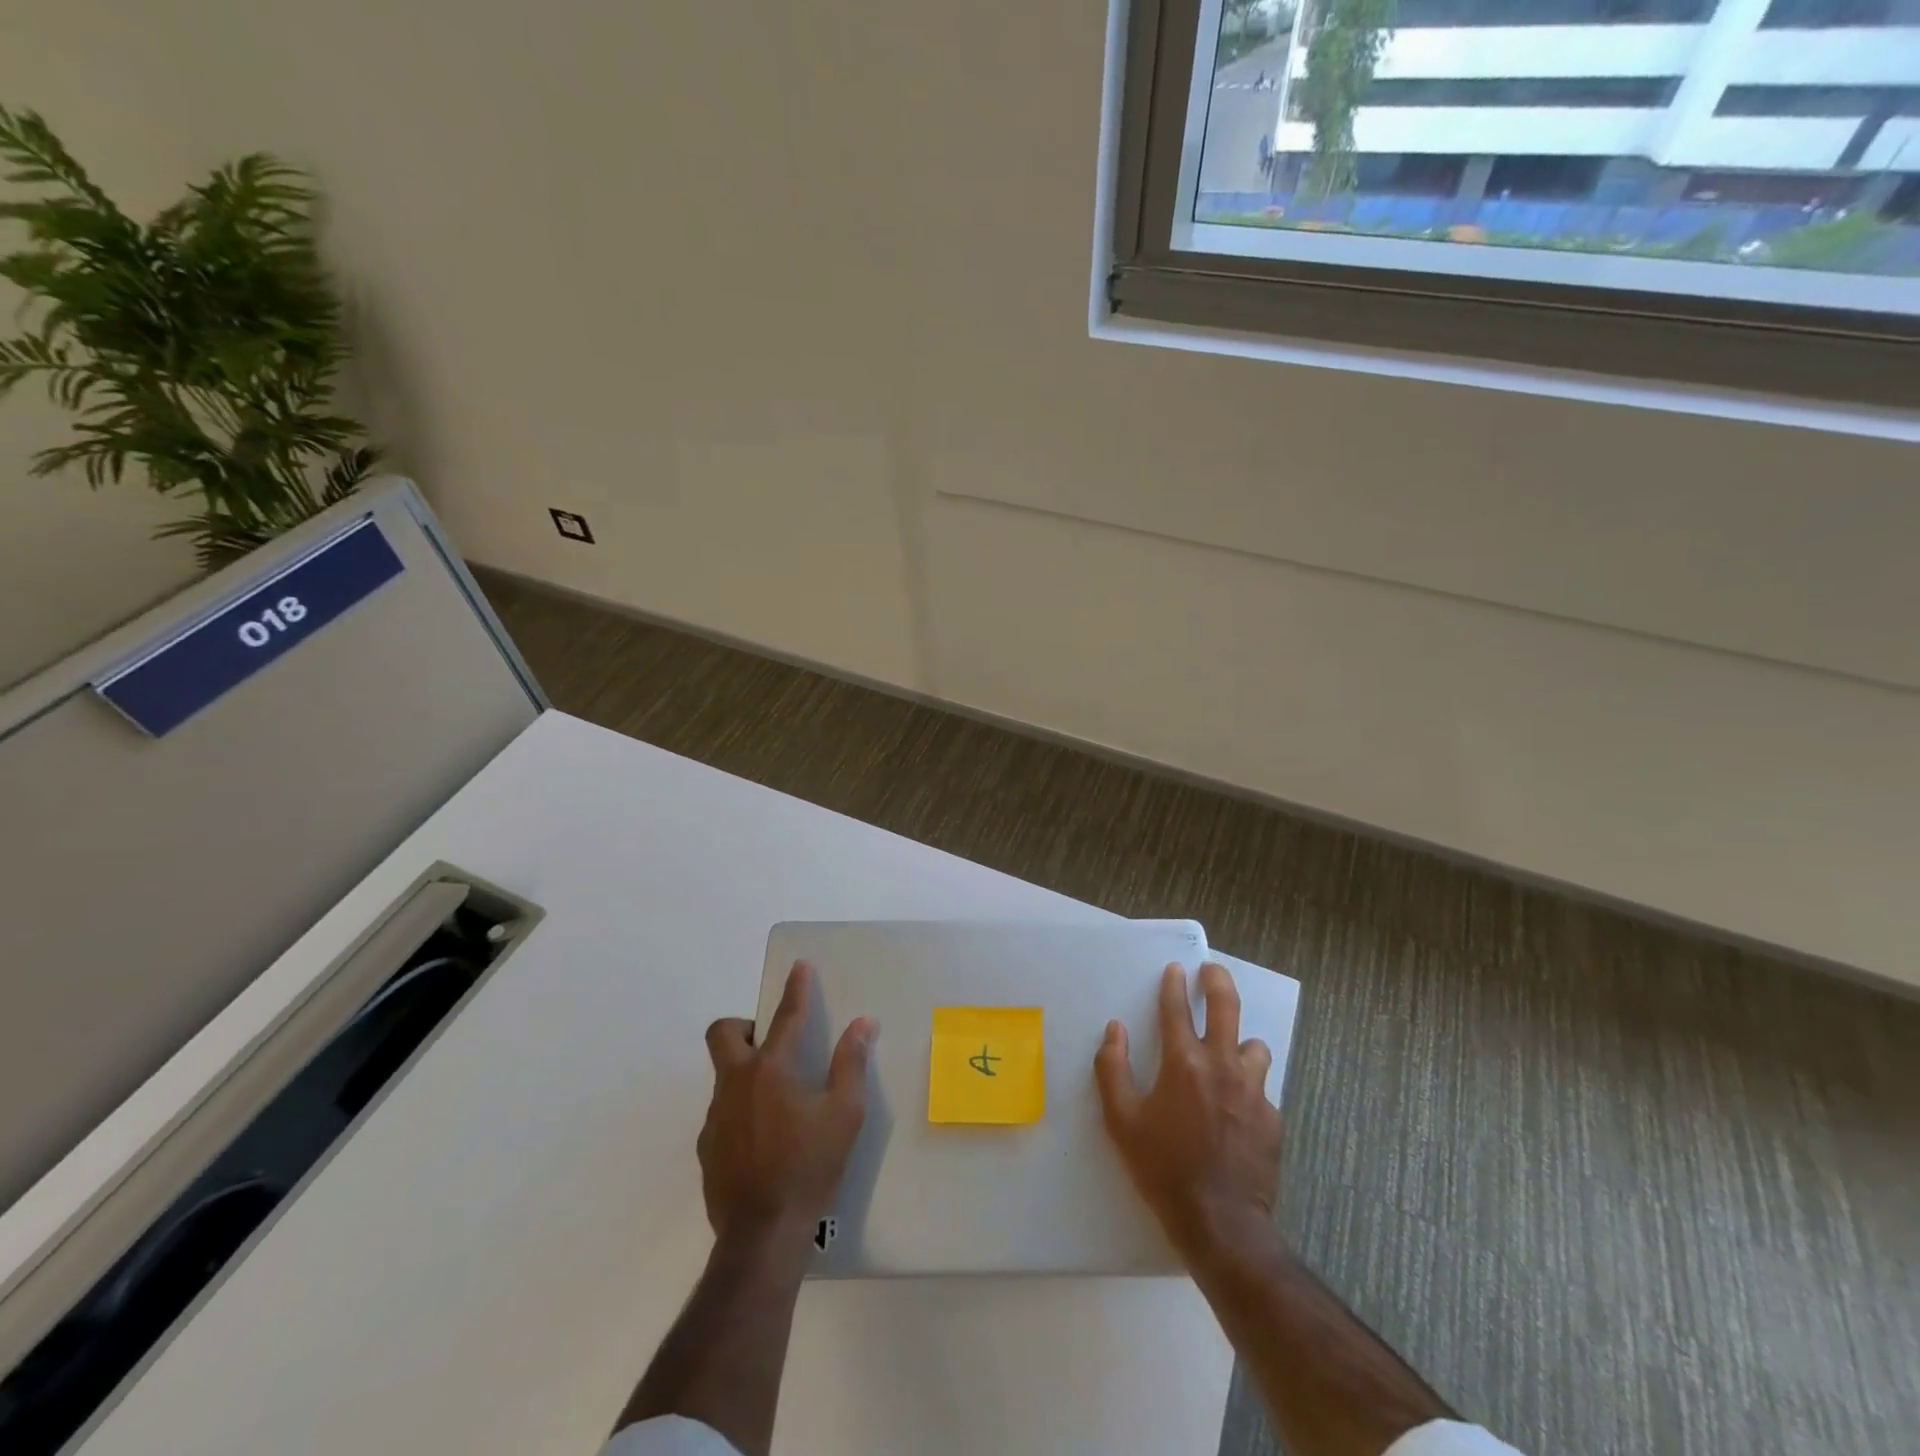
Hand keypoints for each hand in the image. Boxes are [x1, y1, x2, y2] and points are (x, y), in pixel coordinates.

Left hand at [699, 961, 874, 1245]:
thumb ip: (850, 1064)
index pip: (785, 1017)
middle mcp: (736, 1083)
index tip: (799, 967)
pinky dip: (741, 1109)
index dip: (795, 989)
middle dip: (744, 1025)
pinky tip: (764, 1138)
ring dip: (745, 1071)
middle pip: (723, 1033)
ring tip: (778, 1101)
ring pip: (723, 1074)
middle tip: (771, 1042)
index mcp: (770, 1070)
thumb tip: (863, 1024)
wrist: (762, 1235)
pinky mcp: (707, 1147)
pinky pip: (722, 1111)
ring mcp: (715, 1116)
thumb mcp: (844, 1114)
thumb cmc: (809, 1167)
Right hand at [1095, 962, 1281, 1263]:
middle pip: (1226, 1006)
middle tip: (1212, 970)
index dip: (1173, 984)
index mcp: (1183, 1063)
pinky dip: (1249, 1086)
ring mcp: (1253, 1091)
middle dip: (1217, 981)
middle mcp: (1221, 1065)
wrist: (1221, 1223)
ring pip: (1254, 1046)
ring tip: (1230, 1049)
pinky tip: (1238, 1105)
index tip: (1175, 969)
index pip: (1176, 1008)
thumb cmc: (1163, 1168)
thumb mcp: (1121, 1120)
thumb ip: (1112, 1068)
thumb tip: (1115, 1030)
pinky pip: (1262, 1088)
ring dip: (1240, 1041)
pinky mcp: (1272, 1118)